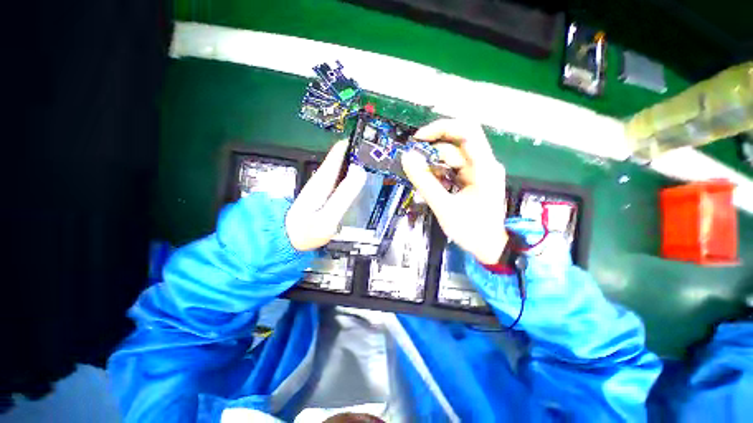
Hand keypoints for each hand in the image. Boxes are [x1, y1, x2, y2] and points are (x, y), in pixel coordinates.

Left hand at [286, 140, 366, 250]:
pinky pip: (340, 177)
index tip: (372, 142)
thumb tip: (359, 171)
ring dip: (357, 164)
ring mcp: (322, 184)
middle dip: (359, 154)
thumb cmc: (307, 231)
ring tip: (375, 166)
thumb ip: (344, 195)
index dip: (354, 144)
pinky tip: (361, 181)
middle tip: (380, 157)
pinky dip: (352, 175)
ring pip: (342, 166)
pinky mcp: (323, 191)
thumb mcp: (328, 217)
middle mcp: (322, 177)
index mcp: (323, 179)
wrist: (288, 239)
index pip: (338, 152)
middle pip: (342, 157)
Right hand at [401, 119, 507, 264]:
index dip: (441, 128)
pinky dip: (438, 172)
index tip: (419, 139)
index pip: (466, 131)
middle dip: (432, 152)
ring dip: (433, 165)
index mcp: (484, 167)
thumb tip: (407, 158)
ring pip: (451, 157)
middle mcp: (483, 164)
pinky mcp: (472, 179)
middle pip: (455, 145)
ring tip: (422, 180)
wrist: (490, 247)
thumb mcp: (444, 207)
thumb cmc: (472, 230)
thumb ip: (424, 182)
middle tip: (414, 164)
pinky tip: (431, 183)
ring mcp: (478, 171)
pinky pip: (452, 168)